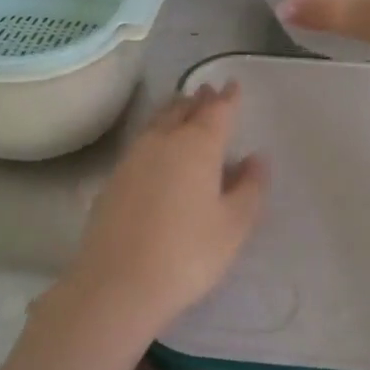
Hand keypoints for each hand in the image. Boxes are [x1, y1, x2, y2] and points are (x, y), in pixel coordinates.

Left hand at [36, 83, 267, 357]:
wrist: (117, 284)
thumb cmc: (187, 254)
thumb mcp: (234, 226)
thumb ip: (249, 188)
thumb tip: (255, 158)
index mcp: (197, 146)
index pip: (217, 111)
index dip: (228, 98)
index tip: (233, 85)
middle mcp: (163, 142)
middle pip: (183, 111)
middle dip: (199, 100)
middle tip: (209, 91)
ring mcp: (132, 159)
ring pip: (157, 123)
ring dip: (174, 111)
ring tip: (183, 107)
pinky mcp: (113, 180)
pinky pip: (141, 143)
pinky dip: (155, 134)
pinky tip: (156, 147)